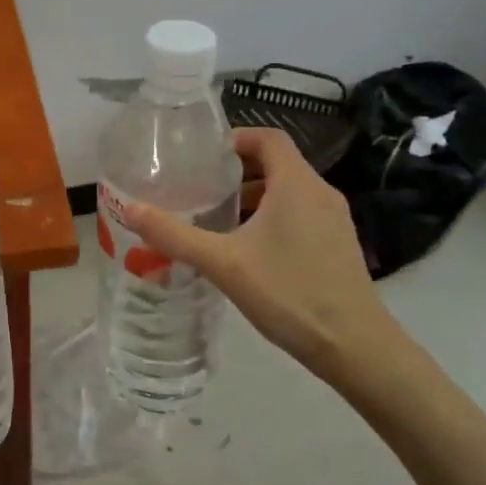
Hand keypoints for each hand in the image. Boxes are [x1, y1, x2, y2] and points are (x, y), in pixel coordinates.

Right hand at [126, 129, 435, 416]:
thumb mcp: (223, 263)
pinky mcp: (337, 245)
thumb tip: (130, 208)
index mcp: (297, 184)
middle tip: (200, 189)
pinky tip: (248, 250)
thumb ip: (175, 235)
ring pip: (288, 192)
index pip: (268, 138)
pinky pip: (300, 214)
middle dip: (237, 172)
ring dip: (254, 197)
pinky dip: (272, 217)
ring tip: (217, 219)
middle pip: (276, 163)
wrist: (355, 346)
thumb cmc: (289, 293)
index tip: (202, 157)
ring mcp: (334, 220)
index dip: (235, 139)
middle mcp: (321, 193)